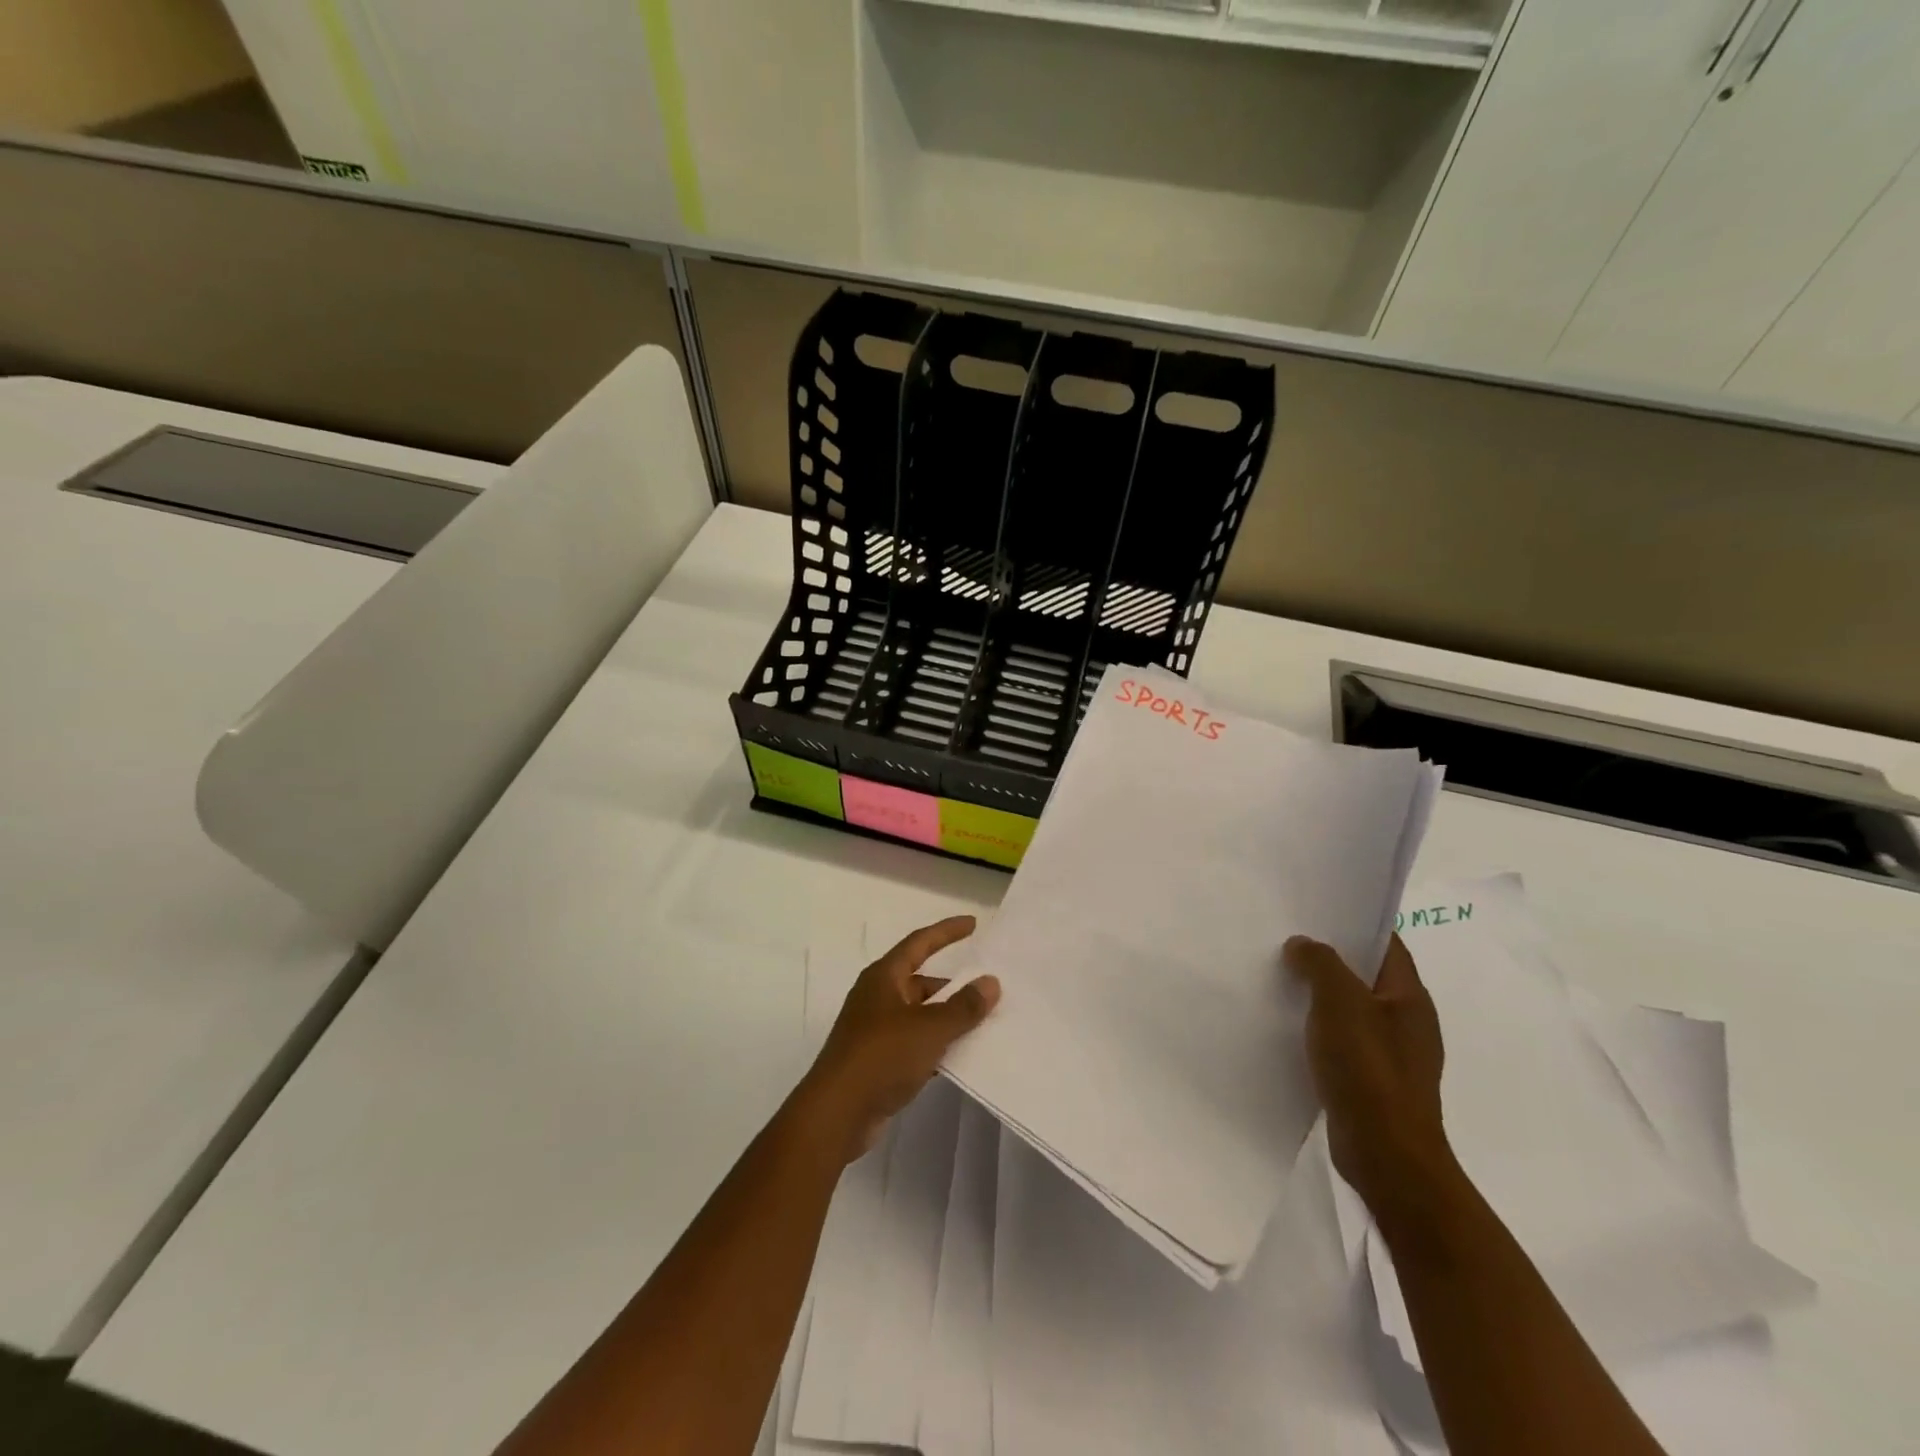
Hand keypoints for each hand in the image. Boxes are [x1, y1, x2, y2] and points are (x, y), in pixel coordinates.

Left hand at [797, 916, 1000, 1163]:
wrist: (836, 1114)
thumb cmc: (881, 1057)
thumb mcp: (929, 1029)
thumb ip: (962, 1007)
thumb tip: (990, 982)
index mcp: (884, 977)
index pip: (920, 942)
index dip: (947, 932)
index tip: (974, 924)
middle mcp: (878, 997)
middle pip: (921, 981)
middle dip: (953, 984)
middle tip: (989, 987)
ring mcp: (875, 1030)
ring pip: (920, 1014)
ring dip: (948, 1017)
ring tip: (985, 1022)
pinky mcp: (878, 1061)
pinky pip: (915, 1043)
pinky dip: (937, 1045)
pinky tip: (962, 1056)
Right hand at [1285, 934, 1455, 1222]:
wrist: (1386, 1156)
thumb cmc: (1368, 1069)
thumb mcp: (1340, 1002)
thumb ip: (1320, 964)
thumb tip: (1303, 945)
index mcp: (1410, 998)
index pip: (1387, 944)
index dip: (1355, 922)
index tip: (1315, 909)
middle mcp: (1407, 1022)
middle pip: (1366, 975)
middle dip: (1330, 958)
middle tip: (1287, 940)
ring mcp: (1392, 1055)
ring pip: (1351, 1009)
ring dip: (1320, 995)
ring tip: (1279, 978)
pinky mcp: (1373, 1082)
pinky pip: (1343, 1041)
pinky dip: (1319, 1029)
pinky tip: (1288, 1027)